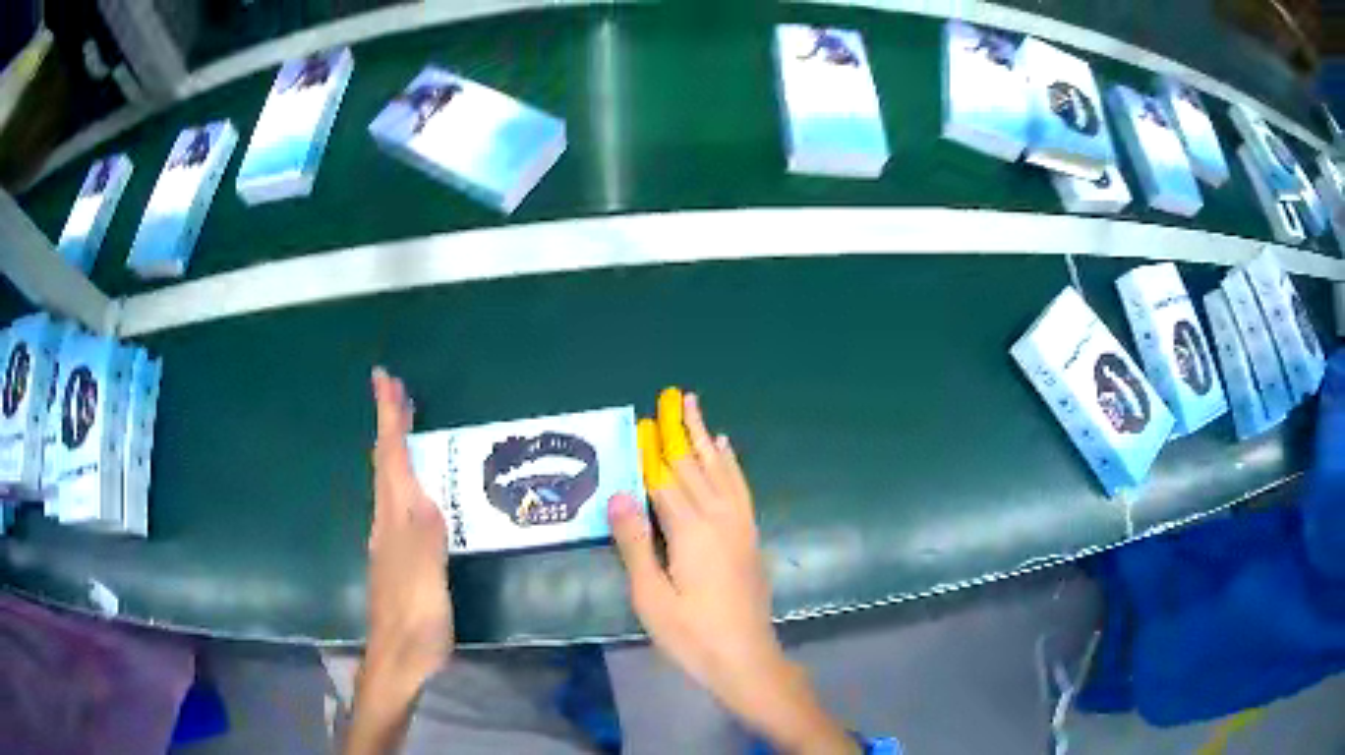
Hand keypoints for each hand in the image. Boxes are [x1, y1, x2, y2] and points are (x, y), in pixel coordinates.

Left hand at [345, 367, 452, 754]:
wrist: (400, 656)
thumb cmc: (416, 615)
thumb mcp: (426, 575)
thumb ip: (425, 534)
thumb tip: (427, 496)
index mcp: (396, 518)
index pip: (390, 456)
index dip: (388, 416)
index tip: (384, 378)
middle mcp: (388, 521)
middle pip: (385, 462)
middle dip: (389, 422)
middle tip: (396, 389)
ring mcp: (391, 538)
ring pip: (390, 479)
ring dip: (395, 445)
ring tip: (406, 423)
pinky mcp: (401, 554)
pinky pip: (400, 499)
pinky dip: (405, 474)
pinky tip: (419, 484)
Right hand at [608, 388, 856, 754]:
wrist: (745, 658)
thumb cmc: (691, 634)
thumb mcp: (651, 596)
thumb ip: (636, 543)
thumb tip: (618, 495)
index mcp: (691, 531)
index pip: (664, 480)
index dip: (650, 450)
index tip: (642, 420)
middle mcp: (719, 519)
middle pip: (694, 466)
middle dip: (679, 431)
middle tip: (670, 396)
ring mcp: (740, 526)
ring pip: (720, 471)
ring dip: (706, 437)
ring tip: (695, 407)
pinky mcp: (750, 536)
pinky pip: (741, 488)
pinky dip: (731, 465)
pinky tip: (725, 450)